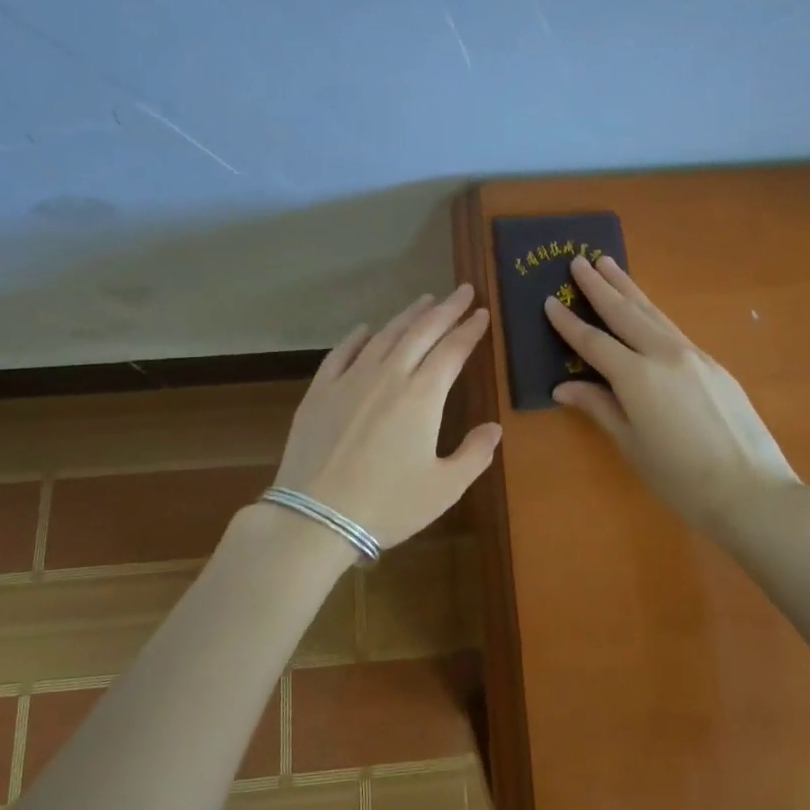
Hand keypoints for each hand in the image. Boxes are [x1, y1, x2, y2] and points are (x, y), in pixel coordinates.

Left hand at [272, 284, 501, 549]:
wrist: (315, 518)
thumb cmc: (387, 505)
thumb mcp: (444, 488)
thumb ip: (474, 454)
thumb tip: (494, 427)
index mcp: (422, 396)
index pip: (453, 350)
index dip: (470, 329)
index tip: (482, 313)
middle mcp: (388, 376)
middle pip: (422, 332)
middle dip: (446, 309)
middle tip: (462, 290)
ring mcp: (350, 379)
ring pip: (385, 335)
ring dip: (408, 315)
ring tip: (424, 300)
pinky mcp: (320, 391)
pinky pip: (342, 352)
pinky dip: (358, 337)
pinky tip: (366, 329)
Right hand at [544, 256, 809, 532]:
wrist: (753, 491)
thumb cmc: (682, 478)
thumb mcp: (632, 445)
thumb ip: (599, 408)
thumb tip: (563, 387)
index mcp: (637, 376)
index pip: (593, 341)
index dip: (568, 322)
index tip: (548, 301)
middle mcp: (664, 354)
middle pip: (624, 311)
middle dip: (599, 286)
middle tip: (578, 261)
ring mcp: (693, 355)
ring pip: (652, 312)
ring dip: (627, 287)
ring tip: (608, 264)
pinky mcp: (714, 363)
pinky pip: (673, 328)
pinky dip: (651, 312)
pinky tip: (646, 310)